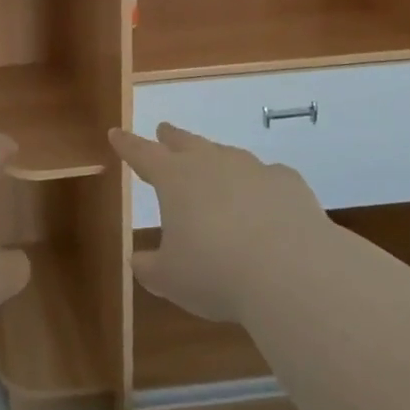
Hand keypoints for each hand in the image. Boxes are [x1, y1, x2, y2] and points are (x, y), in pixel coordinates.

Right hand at [112, 123, 325, 324]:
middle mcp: (211, 163)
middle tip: (164, 130)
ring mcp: (253, 168)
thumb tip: (139, 261)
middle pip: (186, 142)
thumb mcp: (171, 279)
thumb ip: (151, 268)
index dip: (127, 145)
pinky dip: (261, 186)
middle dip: (172, 138)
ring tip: (216, 172)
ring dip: (217, 160)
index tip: (116, 133)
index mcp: (174, 179)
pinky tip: (265, 203)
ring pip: (227, 156)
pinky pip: (268, 177)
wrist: (293, 272)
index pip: (142, 154)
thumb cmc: (216, 273)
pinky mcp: (288, 183)